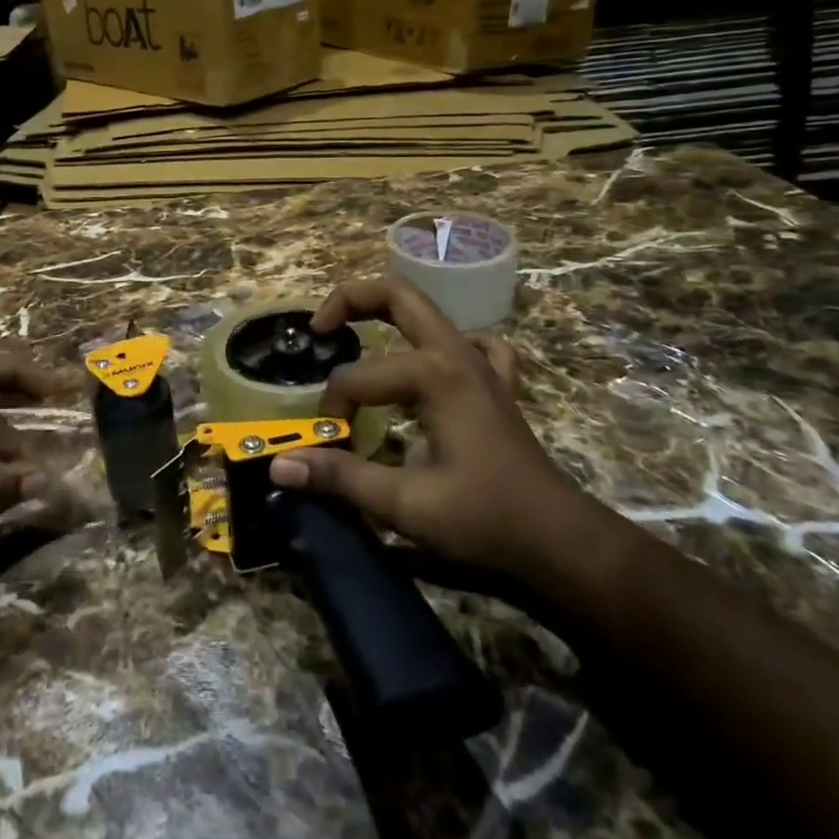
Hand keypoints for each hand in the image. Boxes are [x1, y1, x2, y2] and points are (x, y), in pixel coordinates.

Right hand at [268, 277, 589, 574]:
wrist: (559, 542)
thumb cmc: (484, 520)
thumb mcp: (404, 503)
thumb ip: (339, 477)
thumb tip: (278, 466)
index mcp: (434, 374)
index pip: (356, 378)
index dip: (332, 410)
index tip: (327, 445)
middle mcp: (457, 354)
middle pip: (396, 296)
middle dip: (349, 300)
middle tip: (318, 328)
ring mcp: (482, 365)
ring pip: (429, 312)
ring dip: (387, 315)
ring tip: (356, 335)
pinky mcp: (497, 384)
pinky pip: (473, 342)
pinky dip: (446, 342)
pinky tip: (433, 362)